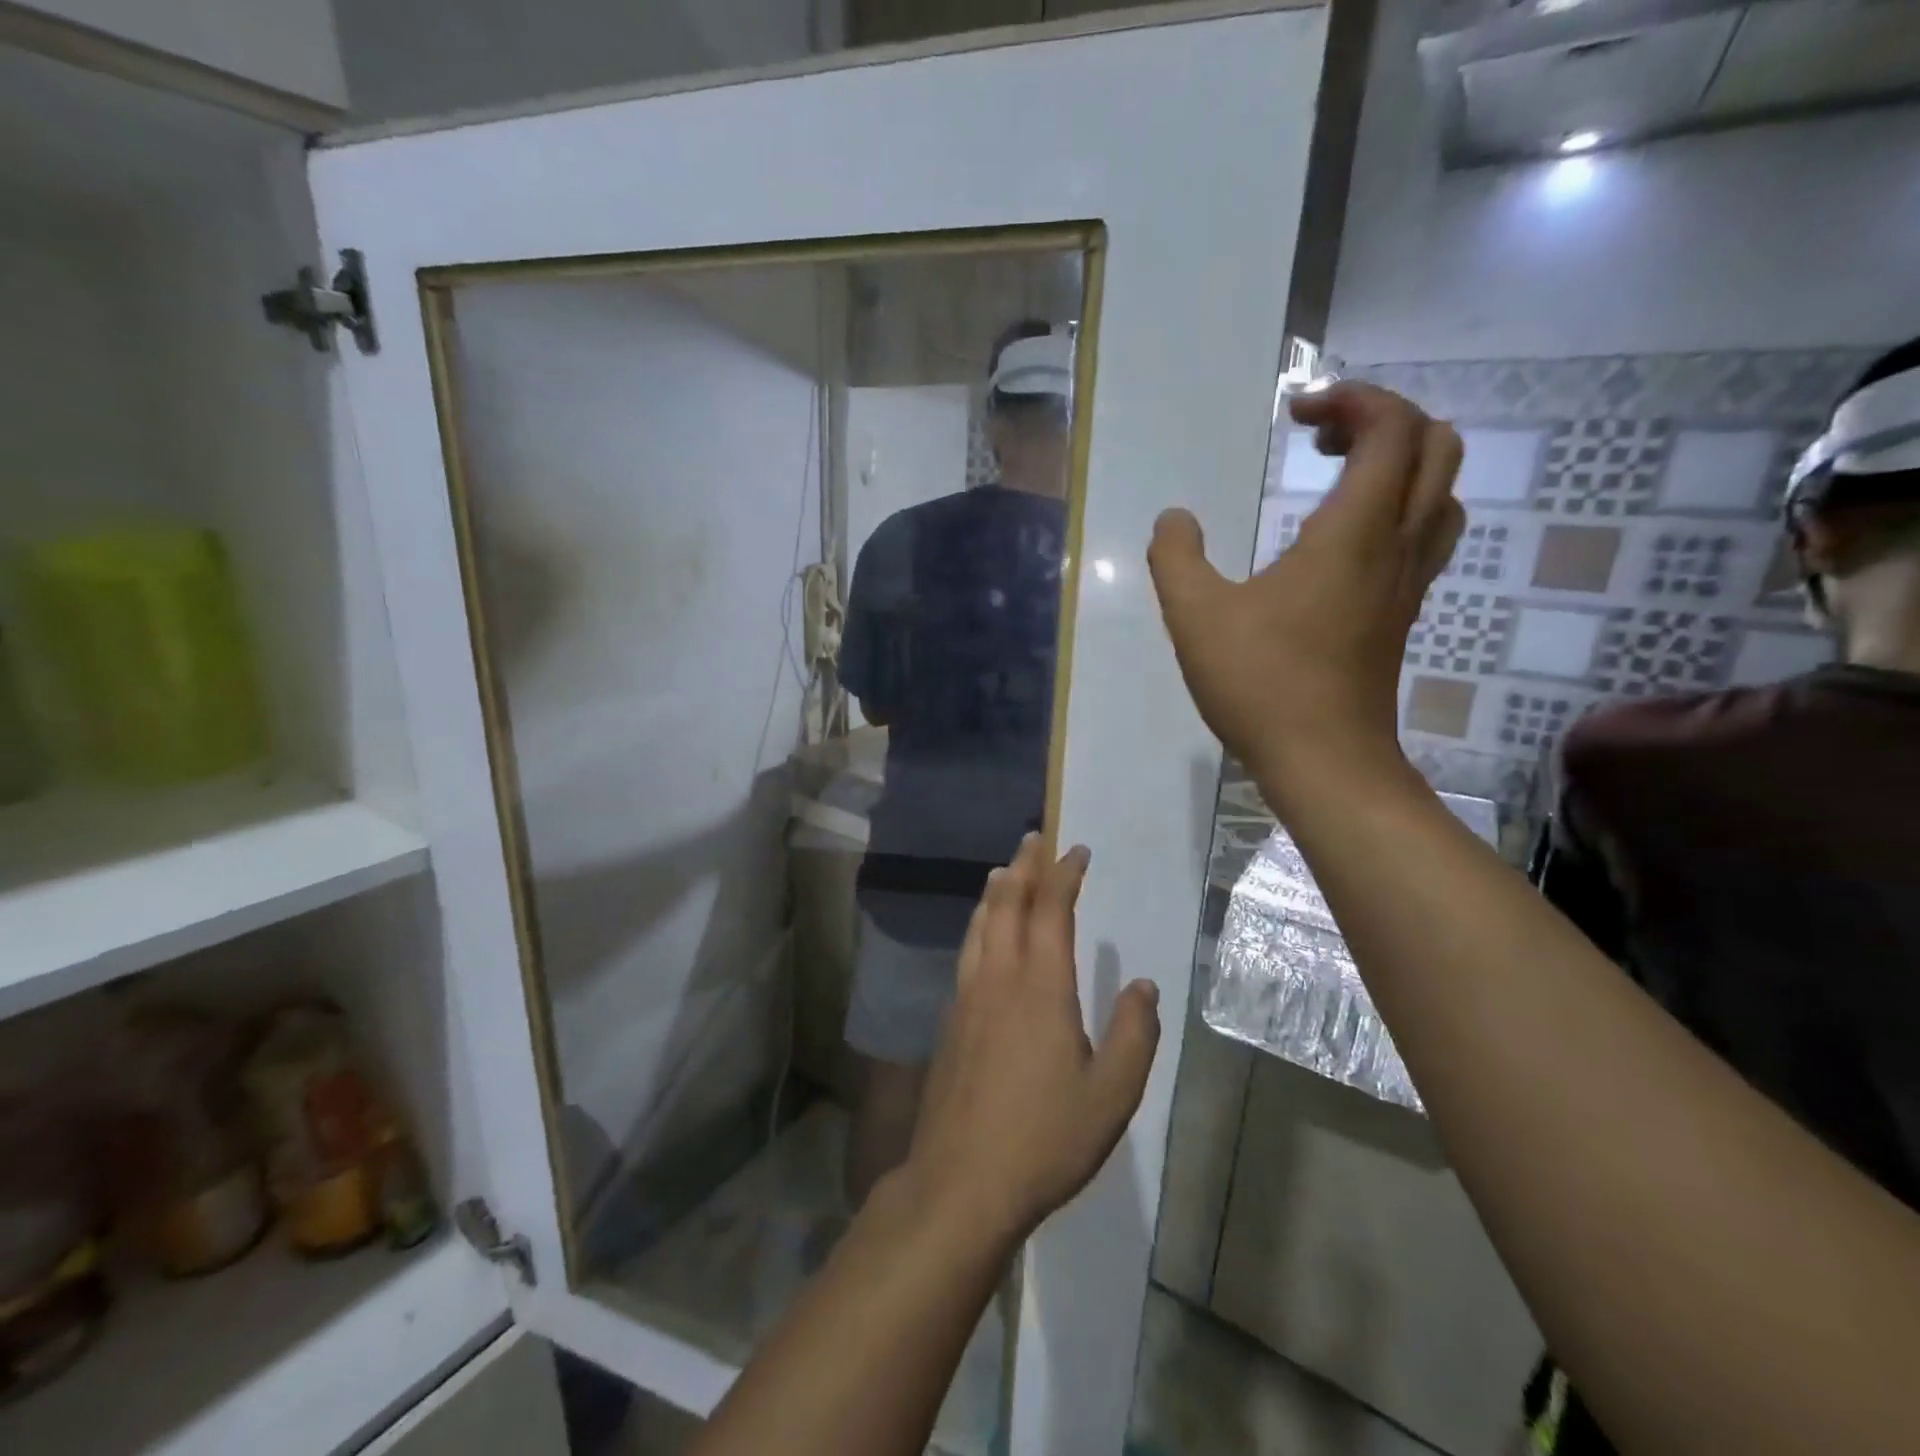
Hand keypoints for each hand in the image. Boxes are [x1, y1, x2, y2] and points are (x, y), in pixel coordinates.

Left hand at [900, 834, 1160, 1242]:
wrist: (962, 1180)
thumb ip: (1134, 1033)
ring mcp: (967, 996)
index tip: (1076, 851)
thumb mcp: (1112, 1094)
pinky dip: (979, 924)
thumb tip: (1144, 986)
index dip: (1063, 875)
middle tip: (1034, 839)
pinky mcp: (950, 1019)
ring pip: (979, 924)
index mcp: (1041, 986)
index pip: (1051, 910)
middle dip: (1023, 866)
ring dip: (995, 891)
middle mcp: (999, 977)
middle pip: (1006, 903)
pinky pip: (967, 950)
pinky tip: (983, 935)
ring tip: (1005, 871)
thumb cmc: (1045, 1138)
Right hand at [1146, 382, 1464, 804]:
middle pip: (1435, 447)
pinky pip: (1424, 535)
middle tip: (1321, 437)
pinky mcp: (1401, 614)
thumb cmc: (1261, 683)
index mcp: (1354, 532)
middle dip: (1383, 420)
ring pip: (1440, 493)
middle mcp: (1395, 546)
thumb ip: (1176, 558)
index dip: (1353, 398)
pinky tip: (1343, 540)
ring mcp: (1407, 583)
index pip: (1391, 428)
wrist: (1324, 760)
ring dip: (1400, 464)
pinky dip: (1397, 508)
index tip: (1296, 411)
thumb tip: (1174, 520)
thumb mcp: (1195, 616)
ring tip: (1339, 476)